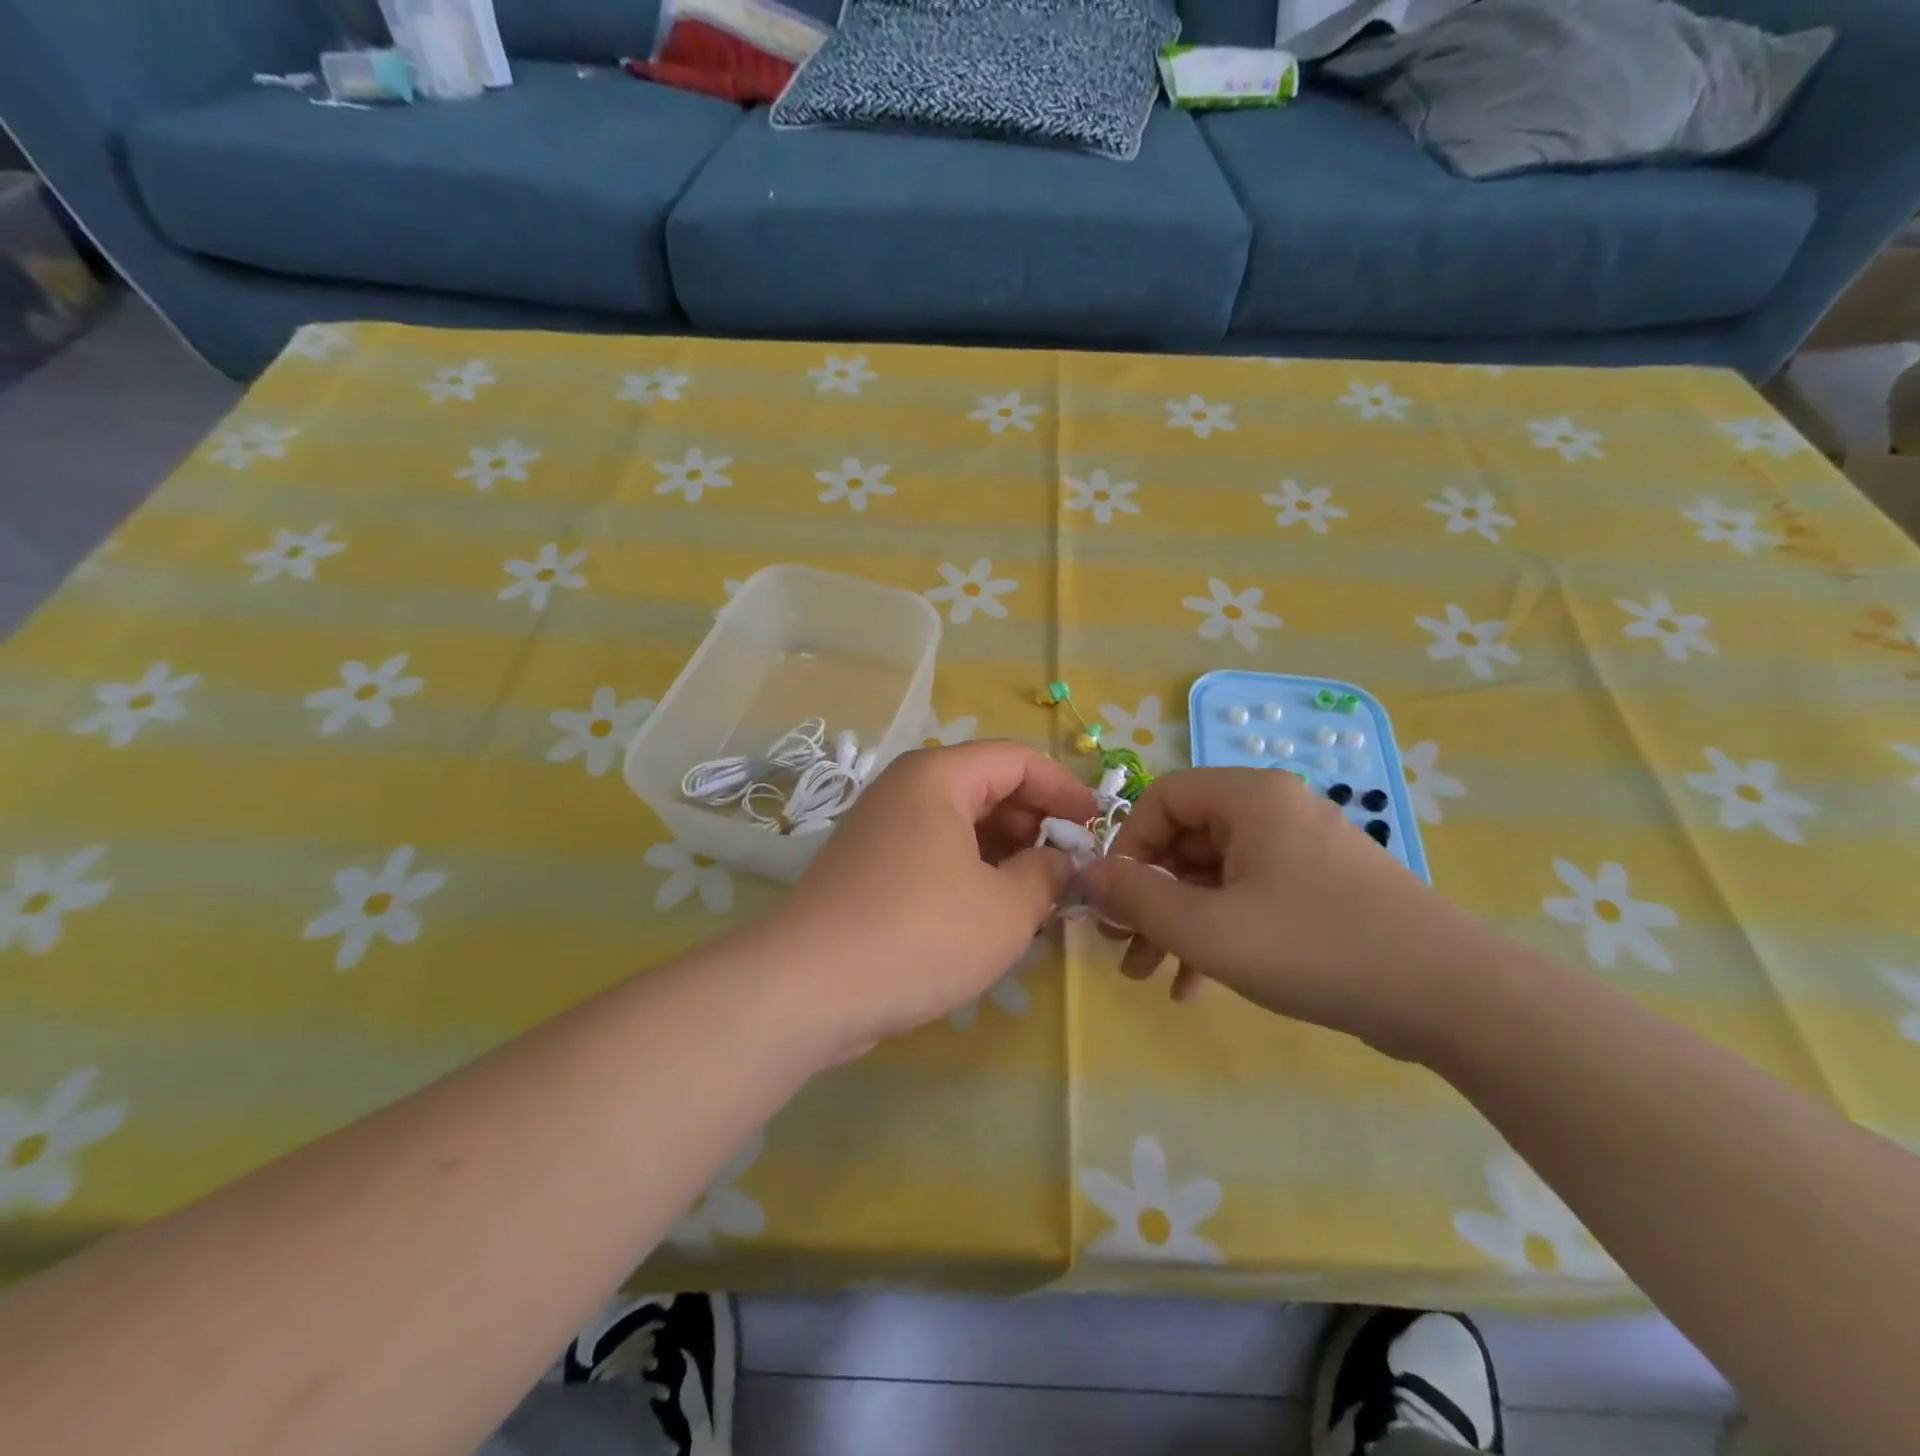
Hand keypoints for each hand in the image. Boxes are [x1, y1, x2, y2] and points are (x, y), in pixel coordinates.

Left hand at [773, 742, 1096, 1048]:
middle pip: (986, 787)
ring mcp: (880, 828)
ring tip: (1034, 897)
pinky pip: (933, 853)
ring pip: (959, 824)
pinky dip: (969, 872)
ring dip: (1003, 852)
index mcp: (938, 776)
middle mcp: (904, 789)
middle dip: (1034, 823)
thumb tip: (1058, 861)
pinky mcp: (867, 868)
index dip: (1064, 788)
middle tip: (1066, 869)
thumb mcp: (1006, 908)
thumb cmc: (920, 933)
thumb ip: (1046, 874)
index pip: (1017, 759)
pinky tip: (988, 913)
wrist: (808, 988)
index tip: (1096, 826)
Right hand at [1077, 768, 1490, 1059]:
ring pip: (1214, 876)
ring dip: (1177, 922)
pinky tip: (1194, 986)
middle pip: (1186, 840)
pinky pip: (1249, 898)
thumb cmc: (1315, 946)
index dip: (1127, 846)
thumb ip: (1138, 897)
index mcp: (1250, 798)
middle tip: (1123, 944)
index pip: (1162, 798)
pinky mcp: (1319, 890)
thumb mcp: (1208, 928)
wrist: (1450, 997)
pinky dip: (1217, 934)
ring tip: (1149, 974)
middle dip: (1148, 896)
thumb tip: (1086, 874)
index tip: (1114, 899)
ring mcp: (1300, 851)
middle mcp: (1274, 811)